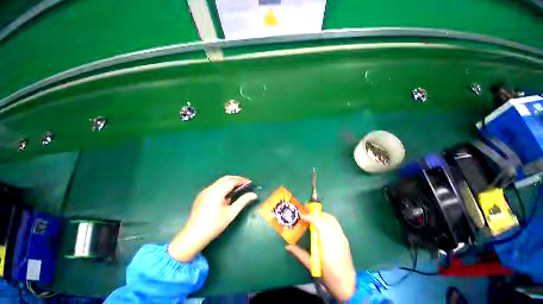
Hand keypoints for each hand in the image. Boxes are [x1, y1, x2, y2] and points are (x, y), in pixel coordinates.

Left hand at [168, 176, 257, 261]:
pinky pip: (215, 187)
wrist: (193, 236)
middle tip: (245, 183)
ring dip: (230, 182)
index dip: (242, 180)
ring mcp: (204, 191)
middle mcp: (210, 188)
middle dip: (236, 179)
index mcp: (217, 191)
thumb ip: (243, 201)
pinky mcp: (201, 195)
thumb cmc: (214, 225)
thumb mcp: (231, 213)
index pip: (232, 181)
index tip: (250, 183)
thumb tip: (254, 195)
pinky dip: (223, 187)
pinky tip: (226, 196)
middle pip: (225, 178)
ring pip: (220, 182)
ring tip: (238, 189)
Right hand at [286, 213, 356, 300]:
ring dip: (321, 215)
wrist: (347, 285)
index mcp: (328, 243)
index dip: (310, 217)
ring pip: (332, 219)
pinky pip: (335, 224)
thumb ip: (299, 253)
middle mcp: (337, 237)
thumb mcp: (312, 265)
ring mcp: (342, 237)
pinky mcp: (344, 239)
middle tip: (306, 214)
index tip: (301, 216)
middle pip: (327, 218)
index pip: (319, 223)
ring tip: (312, 217)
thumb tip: (287, 246)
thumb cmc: (328, 275)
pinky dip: (327, 220)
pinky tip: (321, 225)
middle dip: (315, 213)